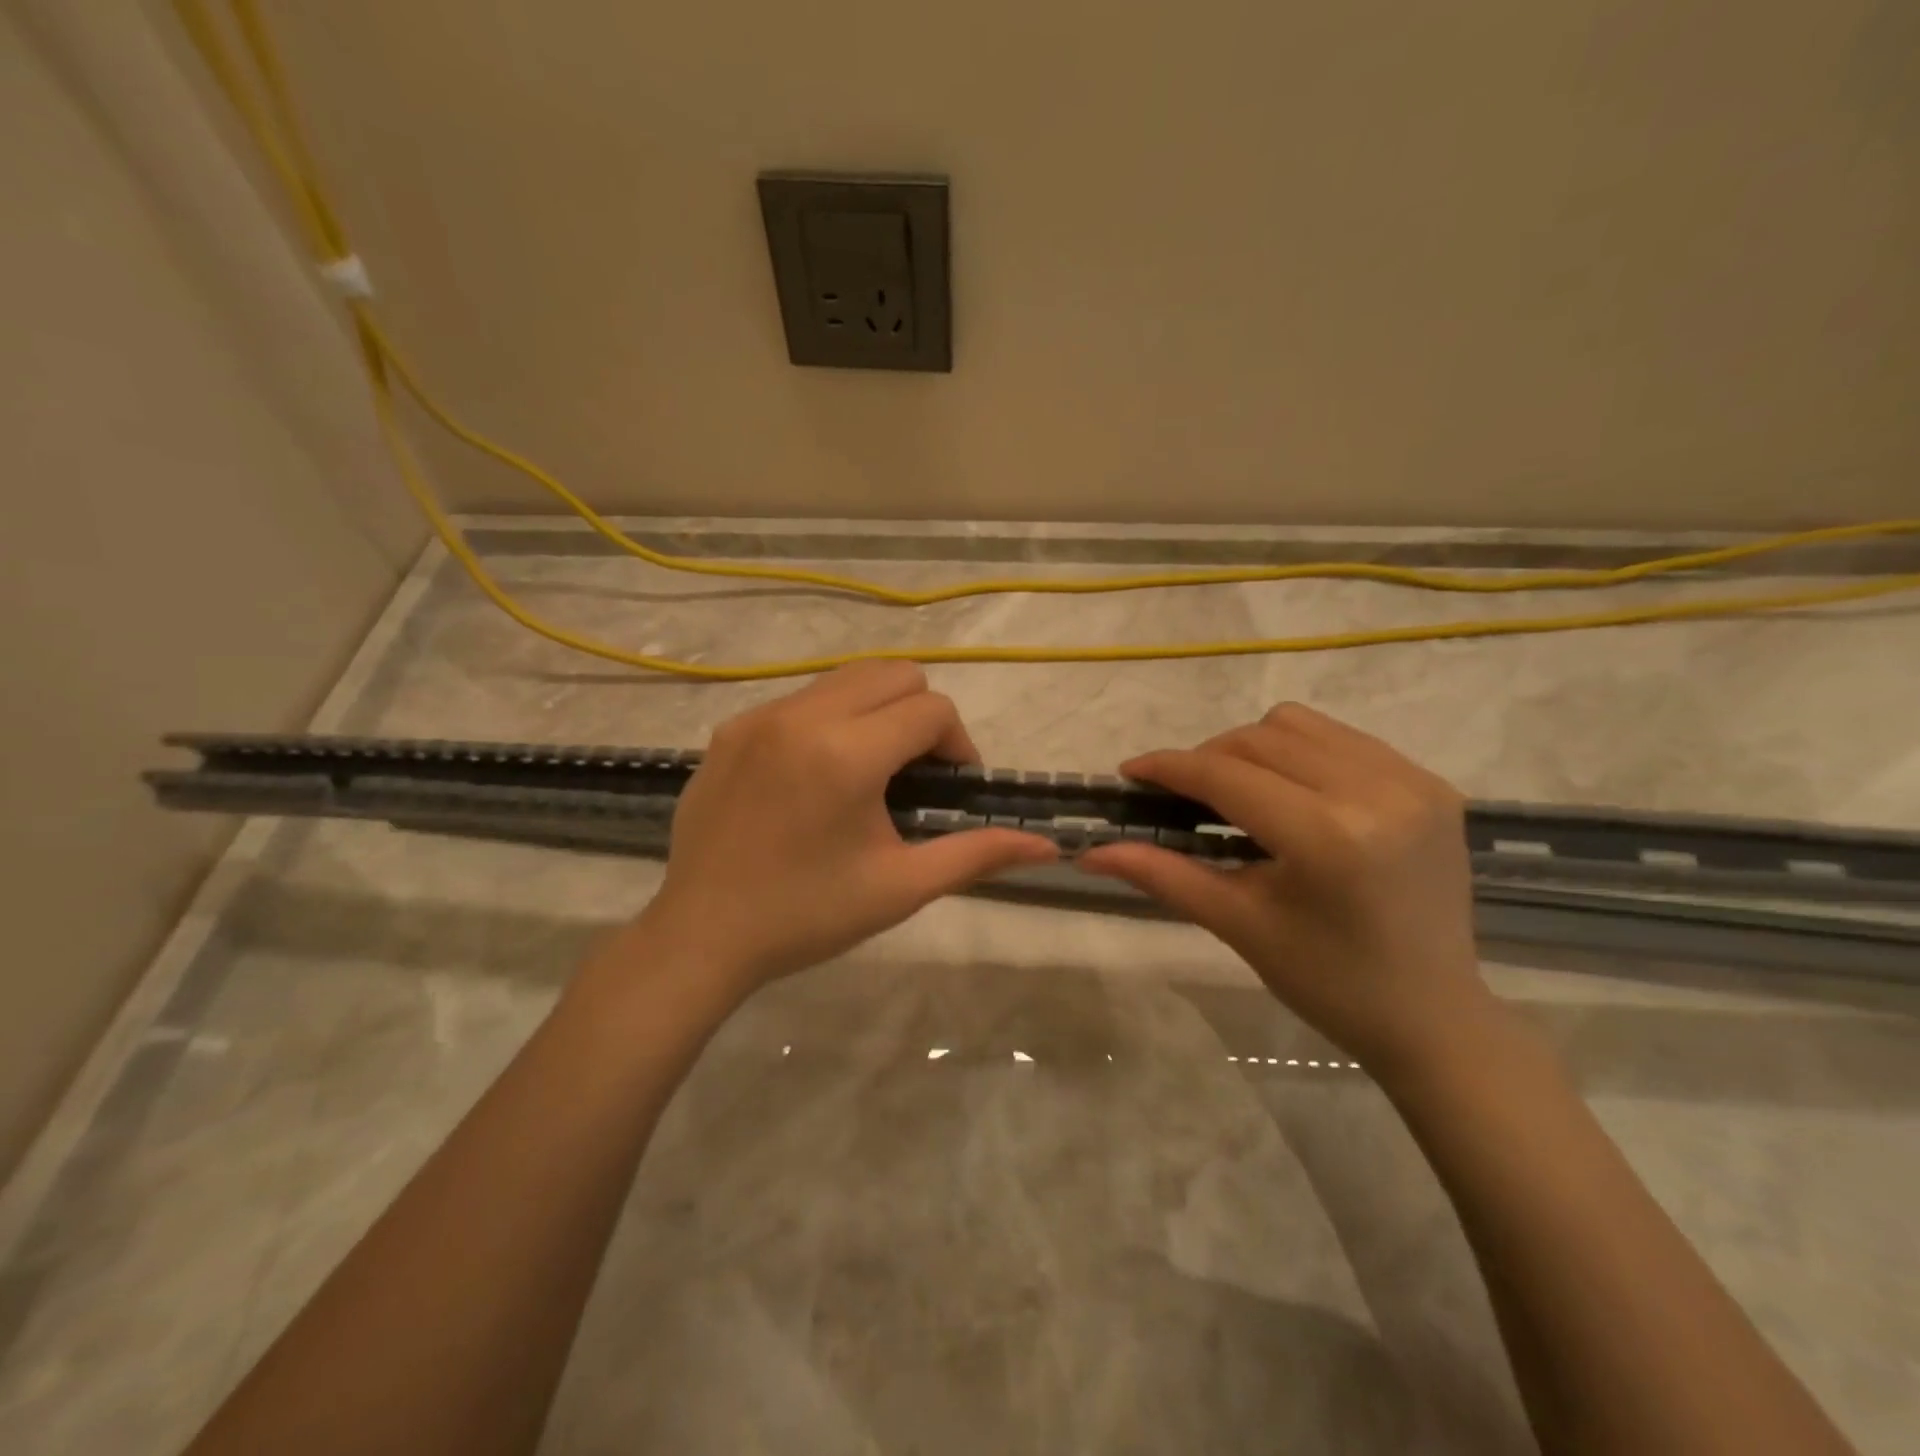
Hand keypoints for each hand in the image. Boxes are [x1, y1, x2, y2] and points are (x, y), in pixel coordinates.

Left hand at [631, 662, 1057, 996]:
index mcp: (845, 753)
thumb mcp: (900, 887)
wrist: (702, 936)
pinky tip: (816, 777)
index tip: (951, 790)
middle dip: (921, 715)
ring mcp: (759, 717)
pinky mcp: (730, 728)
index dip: (958, 746)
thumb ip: (976, 854)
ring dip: (876, 711)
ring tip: (869, 772)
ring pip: (846, 678)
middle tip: (914, 775)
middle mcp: (801, 716)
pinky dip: (829, 720)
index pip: (931, 709)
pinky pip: (801, 699)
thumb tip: (1048, 847)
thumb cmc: (807, 916)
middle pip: (894, 673)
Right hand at [1078, 703, 1496, 1075]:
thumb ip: (1163, 875)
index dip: (1170, 767)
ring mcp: (1412, 781)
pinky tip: (1291, 794)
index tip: (1130, 772)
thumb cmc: (1328, 983)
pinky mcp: (1432, 783)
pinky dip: (1299, 753)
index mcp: (1328, 838)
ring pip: (1298, 725)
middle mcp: (1376, 792)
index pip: (1227, 777)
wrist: (1434, 1016)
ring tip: (1238, 793)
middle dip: (1206, 759)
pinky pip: (1341, 738)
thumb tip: (1090, 852)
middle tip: (1182, 797)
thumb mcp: (1238, 924)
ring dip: (1251, 748)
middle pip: (1259, 739)